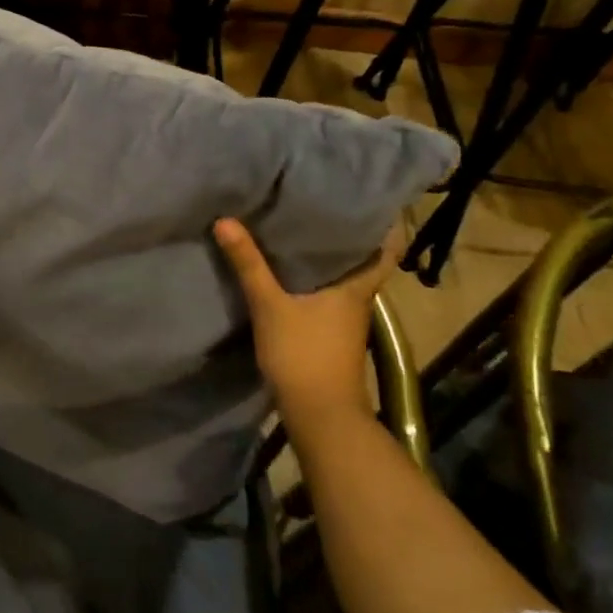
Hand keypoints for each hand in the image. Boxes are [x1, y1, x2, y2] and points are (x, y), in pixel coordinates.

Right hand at [213, 219, 399, 434]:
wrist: (320, 416)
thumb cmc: (304, 354)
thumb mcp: (270, 305)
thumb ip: (249, 263)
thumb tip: (226, 220)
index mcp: (356, 285)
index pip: (386, 248)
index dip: (383, 223)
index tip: (370, 197)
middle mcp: (359, 298)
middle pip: (362, 257)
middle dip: (346, 231)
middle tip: (322, 200)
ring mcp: (347, 318)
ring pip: (344, 276)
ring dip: (329, 254)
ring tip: (302, 224)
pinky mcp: (332, 333)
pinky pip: (328, 292)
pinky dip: (316, 277)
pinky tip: (290, 269)